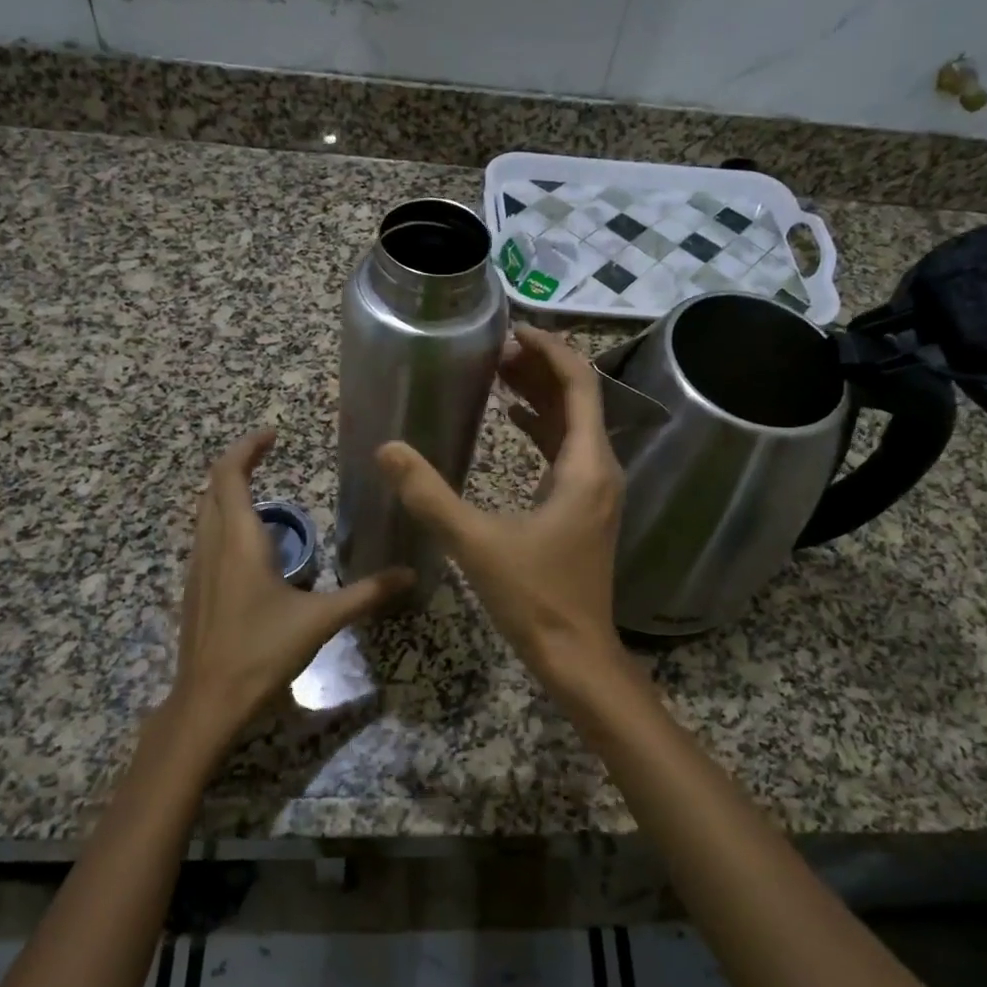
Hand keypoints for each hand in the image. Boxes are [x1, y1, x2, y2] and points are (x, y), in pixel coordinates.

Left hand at [170, 430, 412, 750]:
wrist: (208, 701)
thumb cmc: (262, 652)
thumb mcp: (321, 620)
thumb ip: (367, 594)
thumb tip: (409, 575)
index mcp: (239, 541)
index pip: (229, 475)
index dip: (247, 448)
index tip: (273, 435)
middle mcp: (212, 546)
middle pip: (213, 488)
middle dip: (239, 465)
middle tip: (270, 456)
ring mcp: (198, 568)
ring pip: (206, 513)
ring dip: (230, 494)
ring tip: (268, 497)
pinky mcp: (195, 589)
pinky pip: (206, 538)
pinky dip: (226, 522)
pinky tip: (254, 547)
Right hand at [374, 325, 624, 690]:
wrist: (576, 654)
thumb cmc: (535, 598)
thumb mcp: (476, 543)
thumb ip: (429, 494)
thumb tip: (386, 449)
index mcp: (586, 465)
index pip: (579, 384)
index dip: (549, 350)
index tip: (511, 332)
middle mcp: (600, 468)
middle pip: (578, 397)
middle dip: (540, 367)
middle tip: (494, 349)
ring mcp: (595, 489)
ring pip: (573, 423)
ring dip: (540, 395)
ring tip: (498, 373)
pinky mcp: (584, 507)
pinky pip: (566, 450)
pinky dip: (541, 427)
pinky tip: (512, 420)